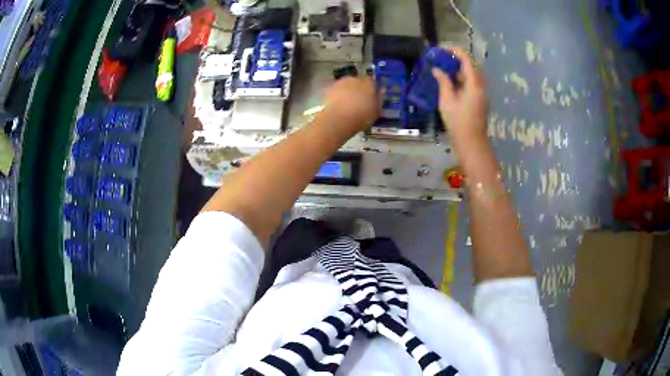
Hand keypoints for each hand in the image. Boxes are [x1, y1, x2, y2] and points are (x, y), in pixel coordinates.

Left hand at [322, 76, 380, 131]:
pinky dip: (338, 96)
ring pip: (347, 85)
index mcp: (369, 83)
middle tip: (360, 101)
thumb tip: (381, 92)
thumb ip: (379, 100)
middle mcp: (355, 79)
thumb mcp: (376, 111)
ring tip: (348, 104)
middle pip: (359, 82)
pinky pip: (337, 91)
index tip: (372, 98)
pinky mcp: (329, 88)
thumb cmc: (361, 116)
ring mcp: (341, 82)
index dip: (372, 90)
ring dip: (348, 92)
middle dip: (359, 89)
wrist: (337, 120)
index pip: (373, 82)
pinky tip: (338, 105)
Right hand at [433, 48, 487, 144]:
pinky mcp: (480, 100)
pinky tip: (451, 83)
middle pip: (471, 66)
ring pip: (472, 75)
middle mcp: (481, 86)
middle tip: (442, 60)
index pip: (467, 60)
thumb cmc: (458, 122)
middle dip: (457, 60)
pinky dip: (462, 79)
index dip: (455, 52)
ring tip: (444, 70)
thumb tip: (437, 70)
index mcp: (474, 84)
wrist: (471, 142)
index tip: (442, 50)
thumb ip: (443, 82)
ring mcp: (482, 94)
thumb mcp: (447, 100)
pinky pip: (472, 84)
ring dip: (459, 70)